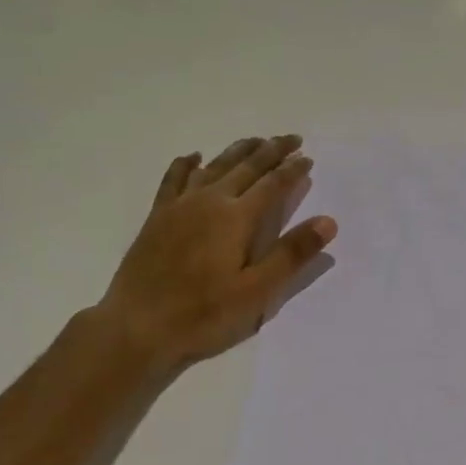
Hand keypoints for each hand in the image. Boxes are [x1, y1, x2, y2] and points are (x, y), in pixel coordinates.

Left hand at [96, 135, 337, 370]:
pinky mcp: (158, 216)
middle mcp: (209, 201)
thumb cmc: (202, 314)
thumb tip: (327, 221)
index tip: (308, 158)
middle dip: (271, 151)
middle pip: (245, 167)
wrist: (137, 325)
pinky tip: (195, 157)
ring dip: (237, 151)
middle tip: (291, 139)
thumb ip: (291, 254)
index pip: (273, 185)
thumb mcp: (256, 292)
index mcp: (236, 219)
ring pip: (214, 166)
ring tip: (255, 141)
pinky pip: (174, 178)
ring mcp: (179, 206)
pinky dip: (188, 164)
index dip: (293, 170)